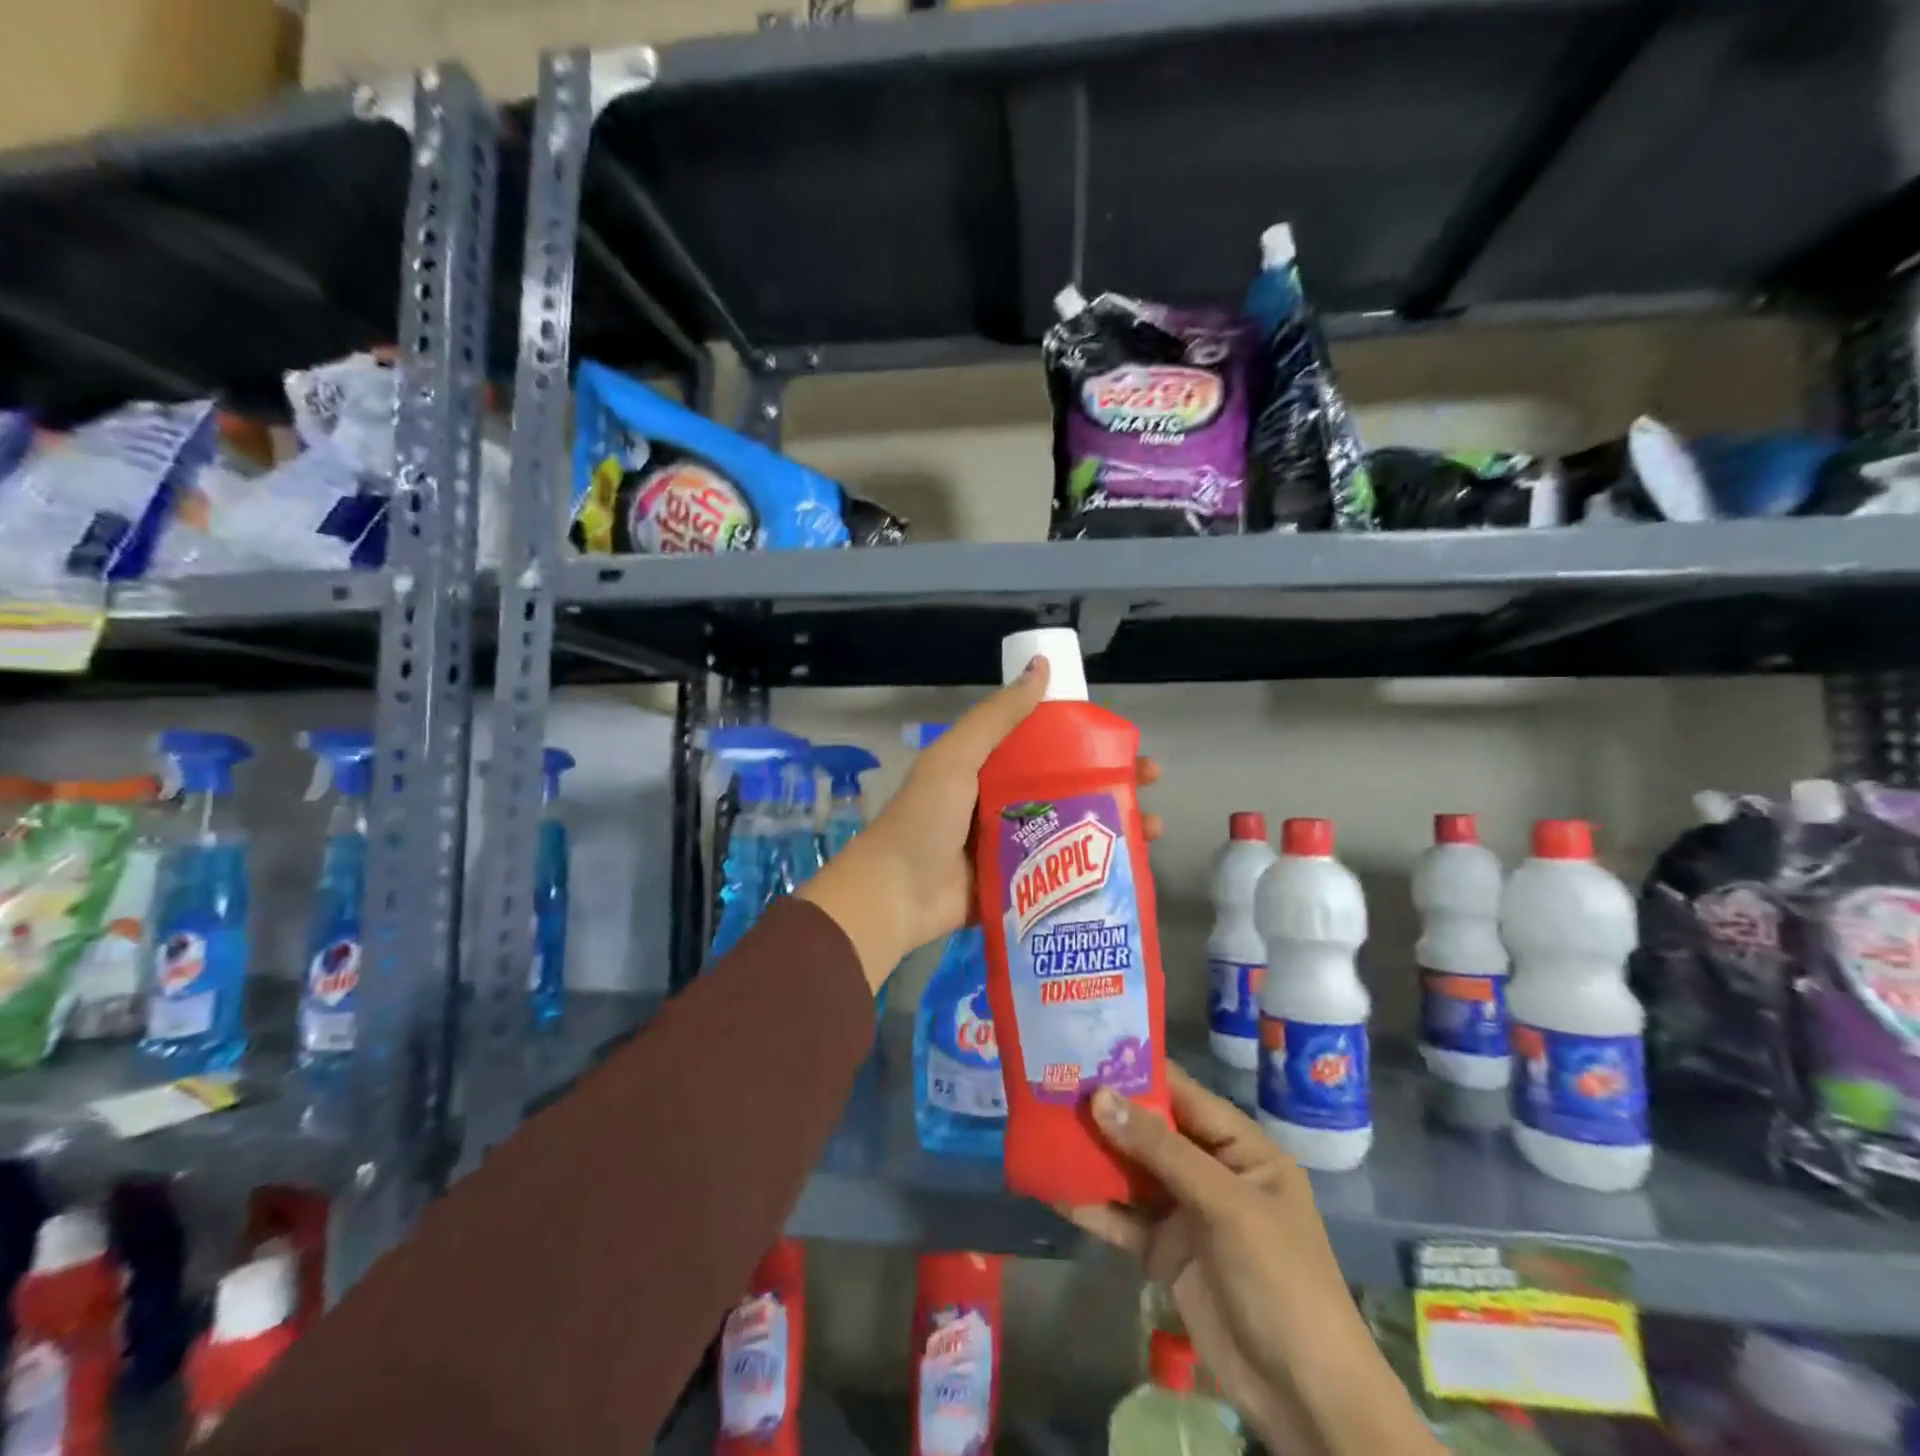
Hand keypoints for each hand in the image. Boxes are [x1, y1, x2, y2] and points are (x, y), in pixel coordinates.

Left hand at [798, 656, 1162, 992]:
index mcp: (989, 769)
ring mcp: (1012, 848)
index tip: (1126, 743)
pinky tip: (1131, 868)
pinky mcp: (1017, 887)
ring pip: (1072, 831)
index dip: (1088, 742)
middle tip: (1152, 784)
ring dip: (1113, 827)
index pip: (1048, 747)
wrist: (895, 894)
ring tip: (1154, 829)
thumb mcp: (958, 757)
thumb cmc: (926, 819)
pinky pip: (1061, 873)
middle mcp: (1003, 804)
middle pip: (1069, 787)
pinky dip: (1093, 870)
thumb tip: (1042, 667)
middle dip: (1112, 784)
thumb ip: (998, 716)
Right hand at [1065, 1069, 1443, 1455]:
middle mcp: (1209, 1171)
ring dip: (1092, 1155)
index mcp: (1239, 1148)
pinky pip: (1122, 1218)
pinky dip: (1092, 1205)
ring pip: (1130, 1172)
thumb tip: (1099, 1097)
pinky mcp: (1164, 1252)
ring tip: (1041, 1127)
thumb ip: (1162, 1150)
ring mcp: (1185, 1213)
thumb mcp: (1227, 1206)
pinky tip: (1054, 1189)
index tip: (1086, 1048)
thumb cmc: (1281, 1281)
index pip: (1182, 1094)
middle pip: (1150, 1130)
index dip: (1137, 1070)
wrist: (1304, 1397)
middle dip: (1105, 1111)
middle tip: (1050, 1083)